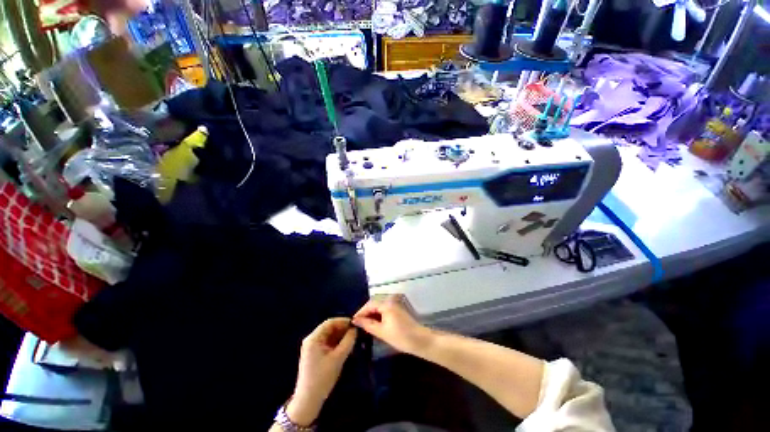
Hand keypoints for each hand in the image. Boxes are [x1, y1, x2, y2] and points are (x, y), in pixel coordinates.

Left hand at [288, 318, 356, 426]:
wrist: (308, 401)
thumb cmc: (322, 377)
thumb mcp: (338, 358)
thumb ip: (348, 341)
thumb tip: (355, 329)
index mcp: (314, 338)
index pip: (330, 322)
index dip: (343, 321)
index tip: (355, 324)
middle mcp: (311, 340)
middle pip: (329, 328)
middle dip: (343, 329)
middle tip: (356, 332)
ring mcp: (312, 347)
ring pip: (329, 336)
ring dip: (341, 336)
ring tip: (353, 339)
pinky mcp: (315, 355)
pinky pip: (327, 343)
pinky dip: (337, 343)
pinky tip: (346, 346)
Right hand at [352, 295, 430, 354]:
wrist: (420, 340)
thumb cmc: (400, 337)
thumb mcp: (381, 332)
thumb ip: (367, 324)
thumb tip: (355, 320)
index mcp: (386, 304)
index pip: (369, 304)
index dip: (360, 312)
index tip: (352, 322)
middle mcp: (390, 300)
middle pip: (374, 303)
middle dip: (365, 312)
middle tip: (357, 324)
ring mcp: (395, 304)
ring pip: (379, 306)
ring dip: (371, 314)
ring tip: (364, 325)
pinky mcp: (397, 309)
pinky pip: (384, 308)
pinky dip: (378, 315)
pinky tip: (374, 323)